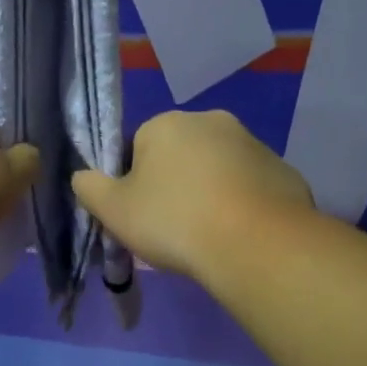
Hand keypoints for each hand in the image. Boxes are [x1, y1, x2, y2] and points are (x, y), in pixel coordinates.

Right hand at [72, 110, 313, 281]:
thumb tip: (83, 176)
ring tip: (208, 235)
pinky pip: (250, 186)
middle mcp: (210, 121)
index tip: (141, 215)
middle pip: (179, 154)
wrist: (257, 245)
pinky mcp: (283, 170)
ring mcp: (252, 143)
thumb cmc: (174, 221)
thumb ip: (89, 187)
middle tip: (172, 226)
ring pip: (217, 169)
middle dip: (174, 183)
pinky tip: (239, 235)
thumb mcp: (114, 210)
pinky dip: (242, 204)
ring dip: (209, 192)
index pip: (137, 148)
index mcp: (165, 124)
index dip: (134, 184)